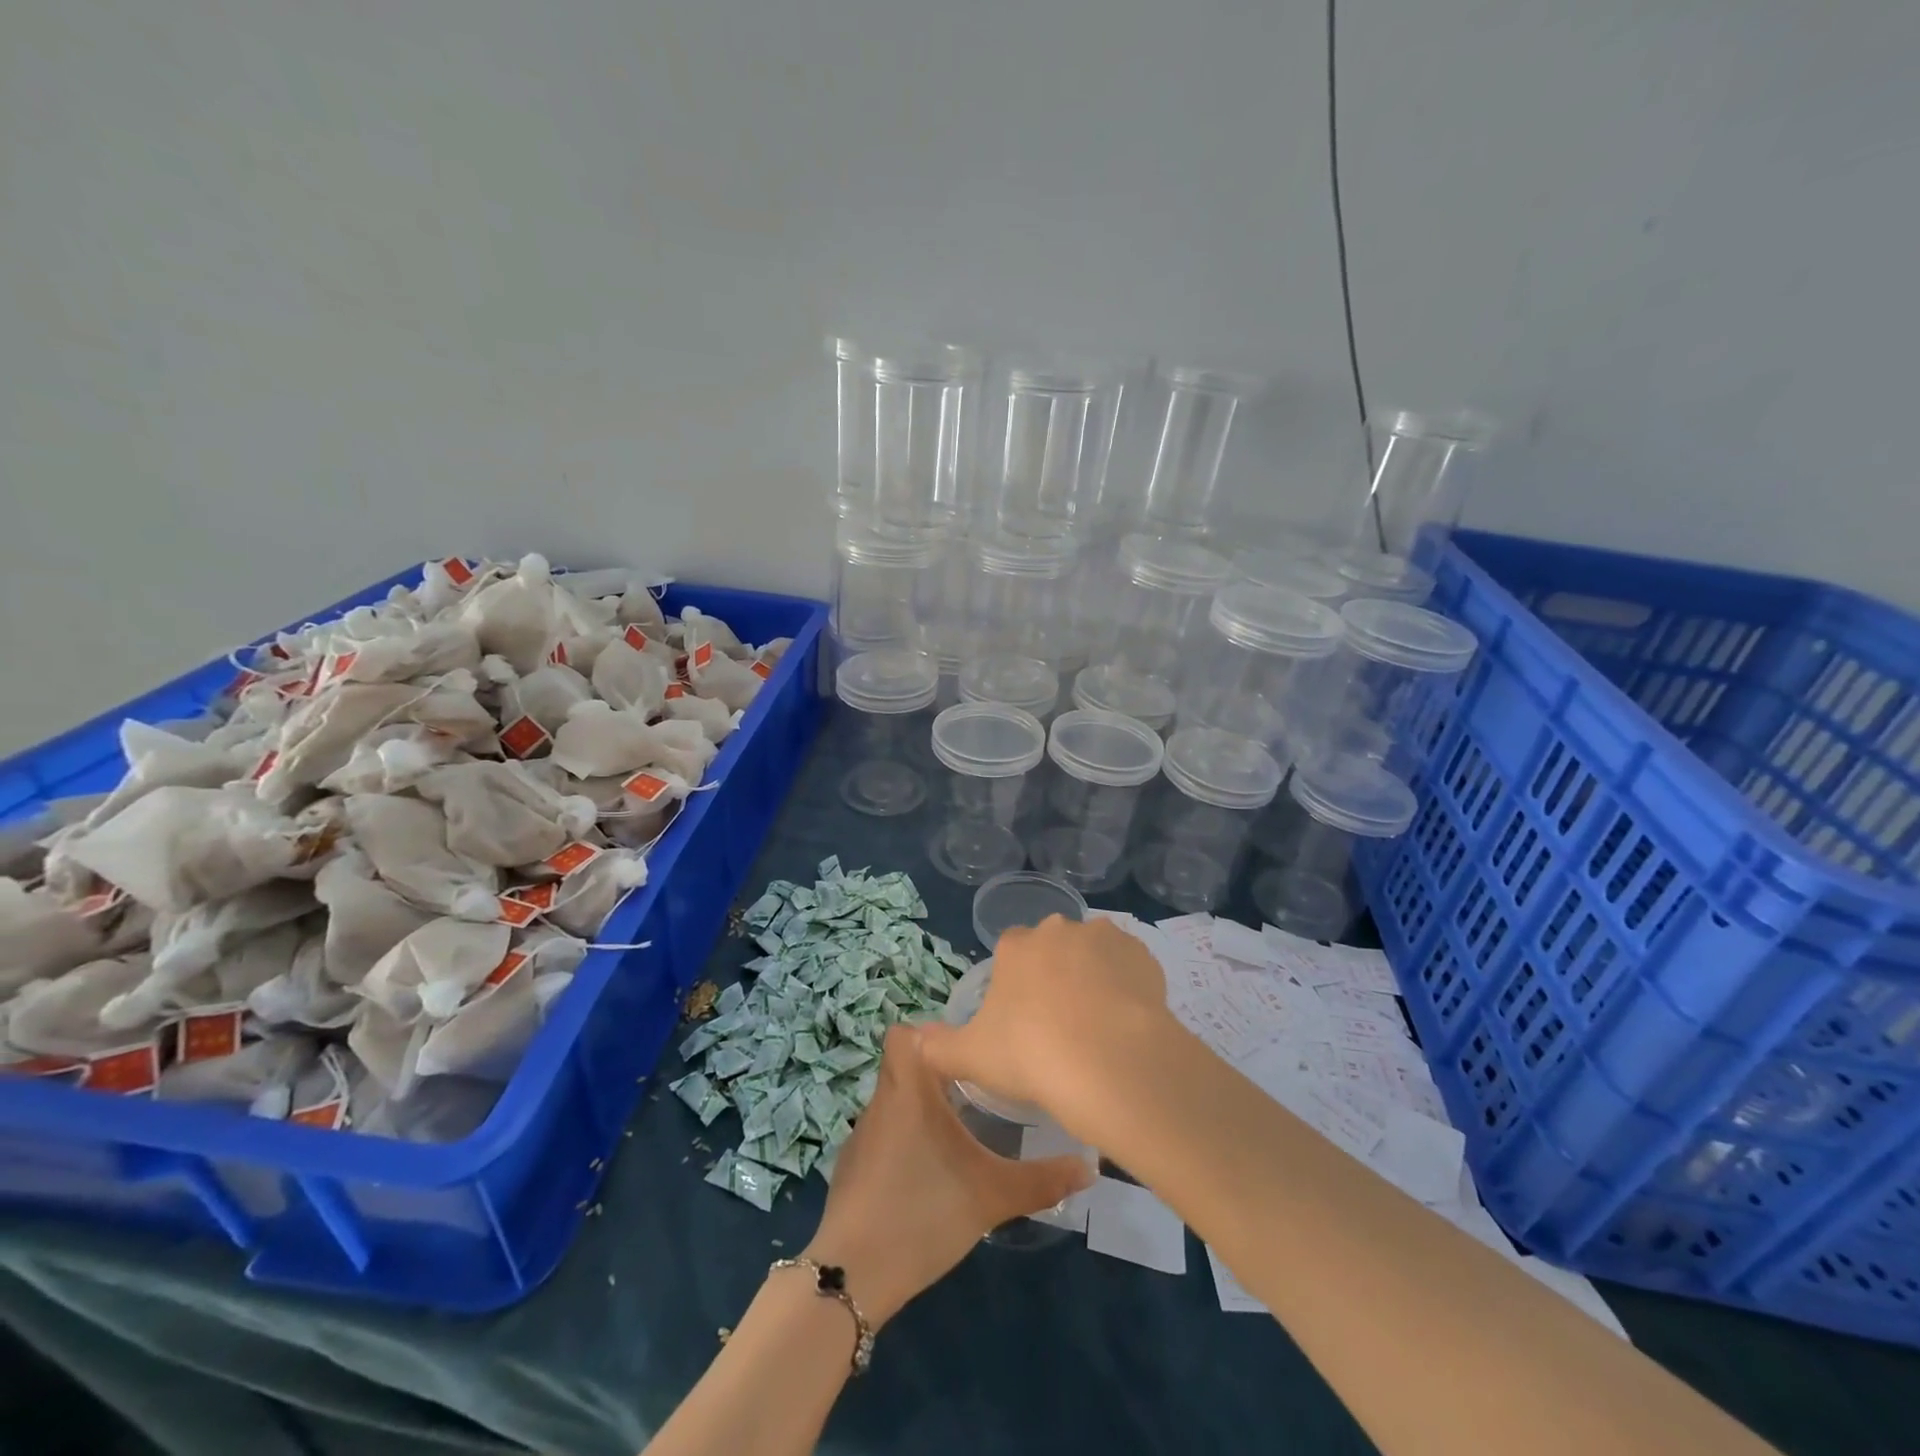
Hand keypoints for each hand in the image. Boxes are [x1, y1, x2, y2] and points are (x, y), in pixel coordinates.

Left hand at [802, 1024, 1092, 1327]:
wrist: (854, 1274)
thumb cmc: (922, 1213)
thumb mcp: (991, 1196)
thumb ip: (1042, 1180)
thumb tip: (1089, 1166)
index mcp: (907, 1089)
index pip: (903, 1033)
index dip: (931, 1034)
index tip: (966, 1053)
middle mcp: (880, 1101)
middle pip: (904, 1065)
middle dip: (938, 1073)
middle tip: (977, 1091)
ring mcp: (861, 1136)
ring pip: (894, 1100)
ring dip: (921, 1106)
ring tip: (958, 1129)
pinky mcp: (852, 1167)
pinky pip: (882, 1134)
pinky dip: (903, 1139)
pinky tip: (926, 1171)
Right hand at [917, 915, 1171, 1136]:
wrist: (1110, 1062)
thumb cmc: (1031, 1055)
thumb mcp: (971, 1057)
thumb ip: (938, 1046)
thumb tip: (914, 1039)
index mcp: (1017, 946)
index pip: (1012, 950)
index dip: (1017, 982)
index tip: (1022, 1018)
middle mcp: (1059, 930)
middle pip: (1054, 947)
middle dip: (1056, 973)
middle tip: (1060, 1024)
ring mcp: (1105, 938)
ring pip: (1094, 953)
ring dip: (1094, 977)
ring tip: (1098, 1027)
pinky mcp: (1144, 956)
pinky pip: (1131, 968)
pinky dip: (1129, 987)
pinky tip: (1127, 1023)